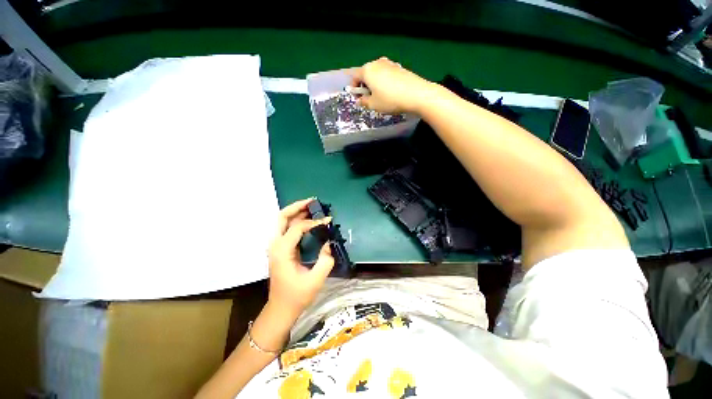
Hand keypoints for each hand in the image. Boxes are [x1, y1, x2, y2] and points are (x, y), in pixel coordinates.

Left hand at [267, 198, 334, 317]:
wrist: (281, 308)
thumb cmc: (297, 296)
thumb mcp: (315, 280)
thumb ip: (325, 260)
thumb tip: (329, 243)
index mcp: (282, 251)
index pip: (298, 227)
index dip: (314, 222)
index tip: (328, 220)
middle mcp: (275, 245)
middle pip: (282, 217)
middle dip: (297, 206)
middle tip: (313, 201)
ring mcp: (276, 246)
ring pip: (282, 221)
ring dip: (296, 211)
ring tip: (312, 206)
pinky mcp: (280, 248)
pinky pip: (286, 228)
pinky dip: (296, 220)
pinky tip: (308, 219)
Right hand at [351, 57, 433, 114]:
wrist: (416, 94)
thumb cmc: (390, 100)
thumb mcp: (373, 105)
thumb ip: (364, 102)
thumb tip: (359, 100)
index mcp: (367, 70)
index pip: (355, 76)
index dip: (354, 88)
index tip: (358, 98)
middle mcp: (377, 63)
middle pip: (366, 73)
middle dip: (365, 85)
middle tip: (369, 98)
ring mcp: (389, 63)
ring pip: (377, 73)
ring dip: (375, 83)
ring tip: (381, 96)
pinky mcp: (399, 67)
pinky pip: (386, 74)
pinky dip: (384, 82)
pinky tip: (391, 92)